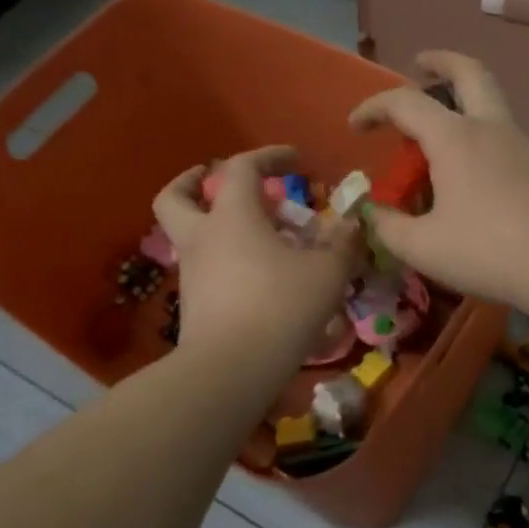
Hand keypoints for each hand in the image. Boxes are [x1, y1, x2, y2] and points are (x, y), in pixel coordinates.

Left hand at [152, 147, 361, 366]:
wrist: (230, 371)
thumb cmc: (280, 307)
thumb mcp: (327, 272)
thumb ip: (342, 244)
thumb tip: (351, 225)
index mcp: (232, 216)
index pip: (240, 167)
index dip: (268, 156)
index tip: (296, 161)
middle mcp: (202, 237)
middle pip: (177, 197)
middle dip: (195, 182)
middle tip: (220, 182)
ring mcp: (192, 272)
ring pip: (190, 234)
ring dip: (214, 224)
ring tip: (257, 236)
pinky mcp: (193, 304)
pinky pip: (204, 267)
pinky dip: (224, 259)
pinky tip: (257, 275)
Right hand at [349, 51, 528, 307]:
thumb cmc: (489, 251)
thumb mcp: (423, 247)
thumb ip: (389, 227)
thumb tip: (375, 213)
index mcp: (455, 138)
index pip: (405, 102)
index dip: (374, 107)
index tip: (355, 126)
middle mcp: (490, 127)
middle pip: (468, 71)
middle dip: (440, 61)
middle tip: (420, 64)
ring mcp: (521, 143)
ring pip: (491, 100)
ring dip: (462, 98)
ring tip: (439, 127)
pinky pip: (503, 131)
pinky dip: (480, 130)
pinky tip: (471, 167)